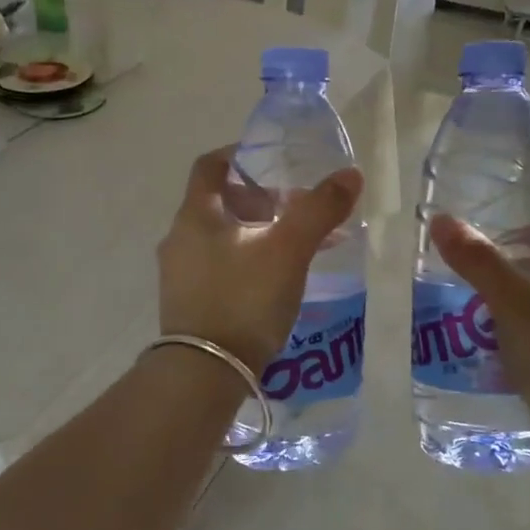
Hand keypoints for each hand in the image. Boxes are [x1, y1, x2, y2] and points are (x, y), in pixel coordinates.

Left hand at [157, 147, 363, 370]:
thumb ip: (319, 209)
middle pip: (220, 203)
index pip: (211, 166)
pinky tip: (277, 282)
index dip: (241, 155)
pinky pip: (220, 268)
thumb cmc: (244, 299)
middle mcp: (179, 238)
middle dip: (261, 201)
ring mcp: (180, 274)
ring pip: (222, 238)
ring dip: (258, 234)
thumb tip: (350, 175)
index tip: (274, 161)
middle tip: (298, 210)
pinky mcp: (188, 304)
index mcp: (196, 215)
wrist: (204, 373)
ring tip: (297, 248)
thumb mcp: (289, 250)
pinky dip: (248, 262)